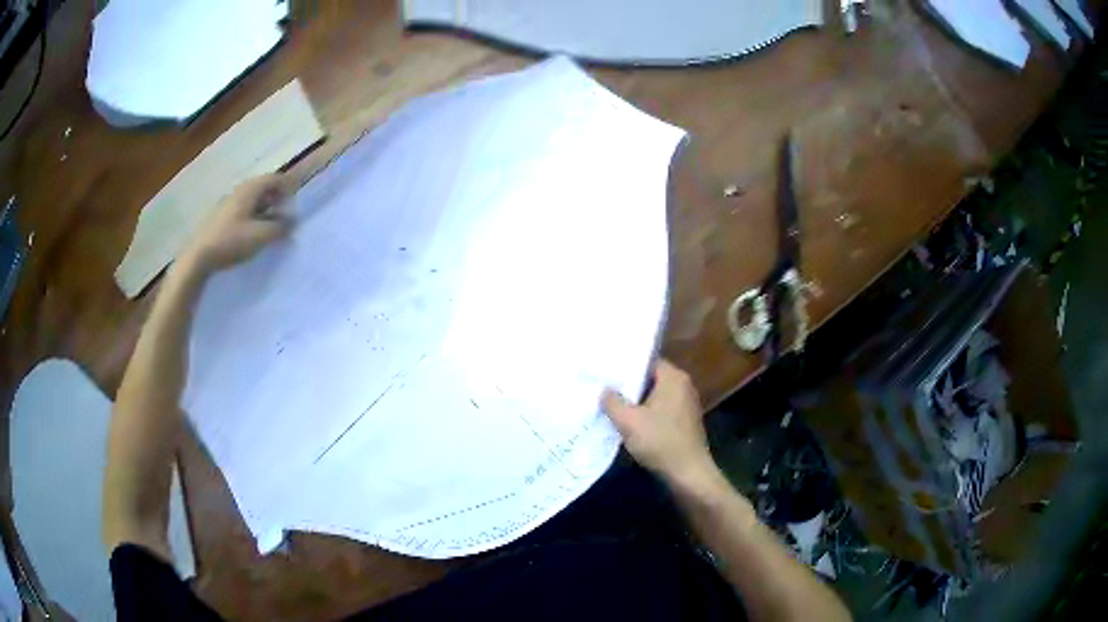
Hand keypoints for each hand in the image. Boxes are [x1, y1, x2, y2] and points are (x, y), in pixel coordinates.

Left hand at [181, 173, 293, 272]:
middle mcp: (239, 191)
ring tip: (271, 226)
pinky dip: (254, 216)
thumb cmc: (231, 241)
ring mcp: (228, 203)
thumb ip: (279, 228)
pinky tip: (253, 232)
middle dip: (277, 198)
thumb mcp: (260, 236)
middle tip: (286, 214)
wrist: (199, 256)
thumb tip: (292, 223)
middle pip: (263, 187)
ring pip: (252, 199)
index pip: (274, 179)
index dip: (288, 187)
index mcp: (250, 189)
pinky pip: (243, 209)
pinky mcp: (221, 217)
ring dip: (265, 208)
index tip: (296, 201)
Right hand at [602, 359, 715, 484]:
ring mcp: (686, 405)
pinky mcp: (684, 422)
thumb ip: (612, 401)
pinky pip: (661, 411)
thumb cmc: (660, 441)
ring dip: (636, 402)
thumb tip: (605, 390)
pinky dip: (646, 415)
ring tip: (611, 404)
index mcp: (673, 378)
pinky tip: (629, 423)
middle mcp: (683, 386)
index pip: (646, 361)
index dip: (624, 365)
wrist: (688, 473)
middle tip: (602, 386)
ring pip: (655, 396)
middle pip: (650, 378)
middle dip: (628, 385)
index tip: (604, 370)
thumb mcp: (628, 421)